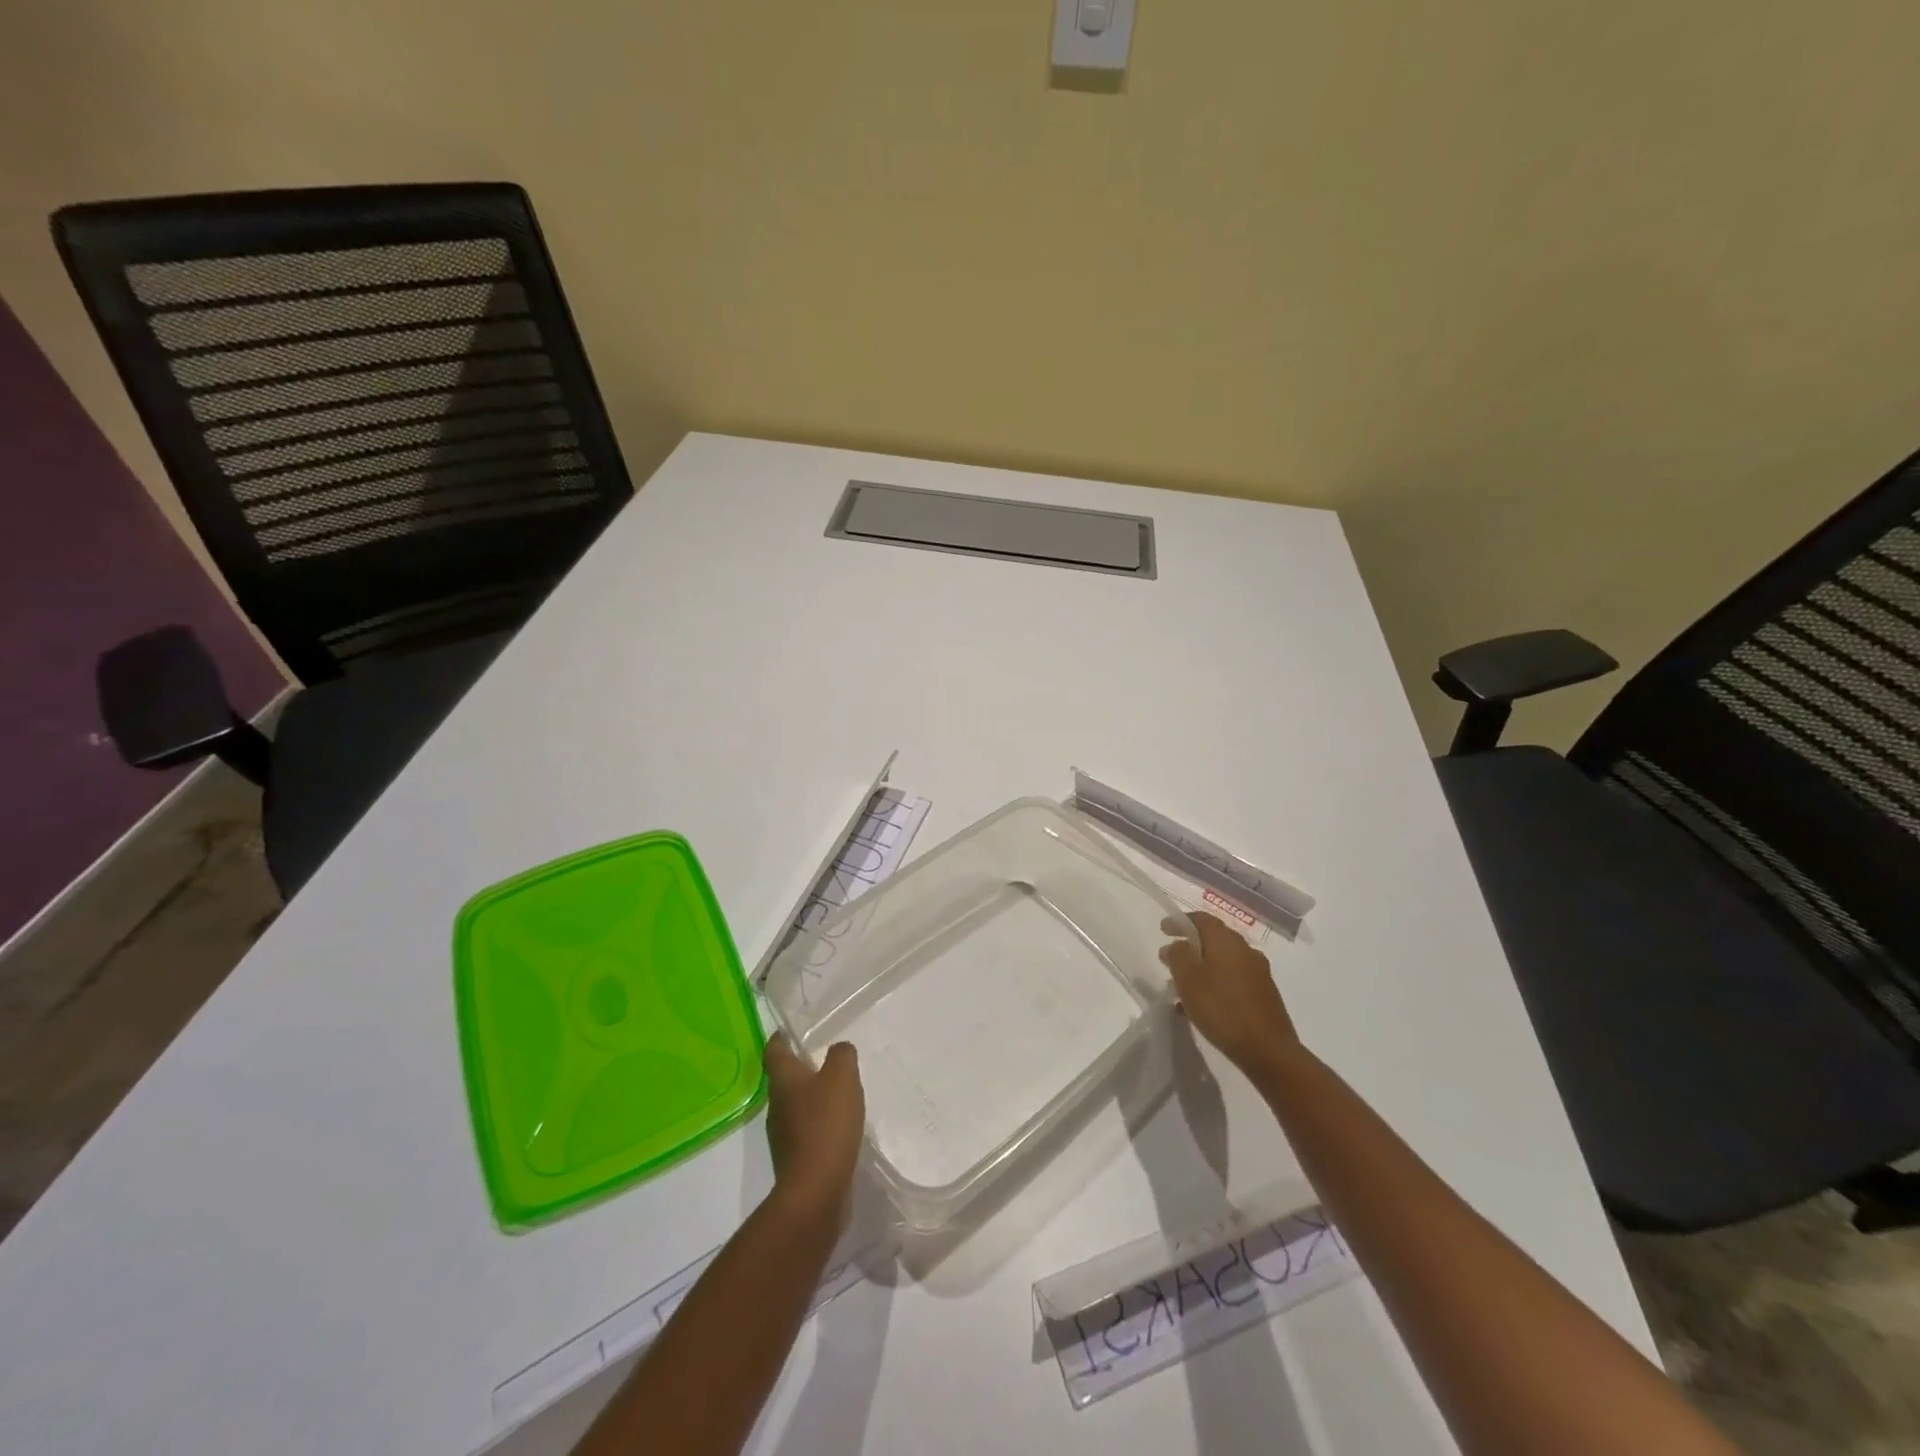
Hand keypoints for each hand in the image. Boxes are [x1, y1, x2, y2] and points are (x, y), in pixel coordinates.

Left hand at [763, 1036, 865, 1229]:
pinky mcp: (795, 1158)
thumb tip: (839, 1050)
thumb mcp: (842, 1078)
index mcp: (783, 1080)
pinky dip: (819, 1124)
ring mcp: (783, 1135)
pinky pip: (806, 1131)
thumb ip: (842, 1056)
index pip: (774, 1049)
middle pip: (785, 1078)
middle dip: (801, 1068)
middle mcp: (777, 1105)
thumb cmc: (826, 1124)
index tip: (791, 1030)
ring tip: (838, 1093)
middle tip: (826, 1060)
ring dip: (812, 1097)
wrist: (815, 1191)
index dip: (781, 1037)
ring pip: (795, 1105)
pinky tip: (839, 1127)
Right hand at [1159, 911, 1299, 1075]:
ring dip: (1202, 969)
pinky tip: (1202, 1007)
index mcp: (1227, 941)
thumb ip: (1178, 955)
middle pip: (1214, 939)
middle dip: (1191, 947)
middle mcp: (1245, 950)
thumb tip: (1177, 945)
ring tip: (1183, 986)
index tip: (1163, 929)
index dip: (1180, 922)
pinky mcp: (1264, 995)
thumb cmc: (1222, 1008)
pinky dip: (1215, 985)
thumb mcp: (1188, 979)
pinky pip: (1233, 981)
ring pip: (1223, 962)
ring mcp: (1258, 973)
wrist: (1268, 1051)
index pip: (1201, 919)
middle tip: (1171, 958)